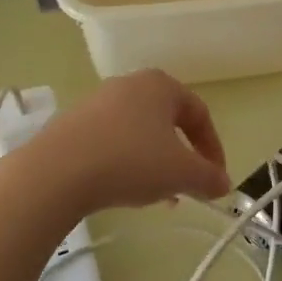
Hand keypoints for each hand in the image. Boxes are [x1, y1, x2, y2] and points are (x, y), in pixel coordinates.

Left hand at [21, 70, 231, 215]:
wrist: (57, 171)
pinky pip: (112, 140)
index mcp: (161, 84)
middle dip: (182, 157)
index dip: (213, 149)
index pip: (199, 113)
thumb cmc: (130, 160)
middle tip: (187, 187)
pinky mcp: (73, 124)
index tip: (216, 180)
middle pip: (168, 121)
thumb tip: (224, 184)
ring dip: (155, 162)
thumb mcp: (180, 173)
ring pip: (140, 132)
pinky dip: (126, 162)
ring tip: (156, 196)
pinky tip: (122, 189)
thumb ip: (208, 178)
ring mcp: (98, 102)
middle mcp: (130, 84)